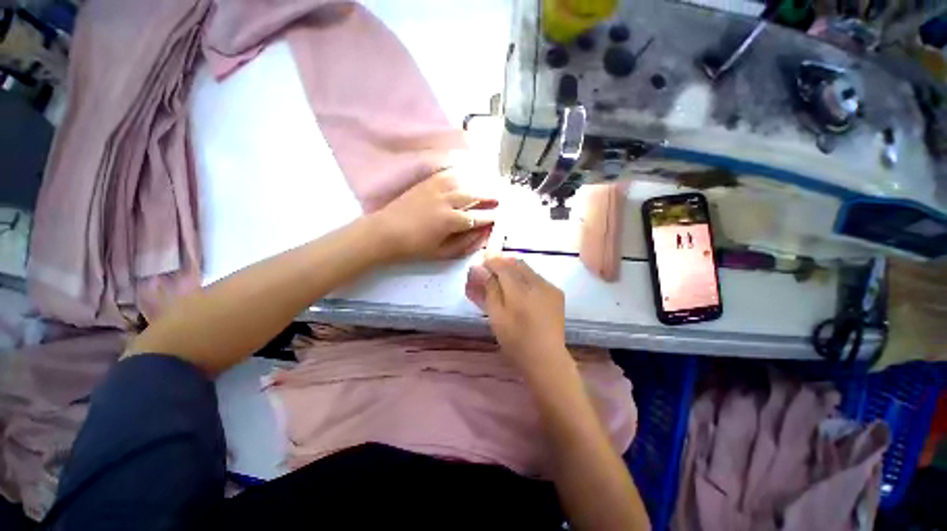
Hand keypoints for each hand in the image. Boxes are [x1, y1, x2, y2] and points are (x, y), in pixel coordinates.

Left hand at [369, 170, 497, 262]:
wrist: (385, 233)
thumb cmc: (414, 247)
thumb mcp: (442, 253)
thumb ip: (465, 244)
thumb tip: (482, 234)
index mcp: (450, 221)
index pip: (478, 217)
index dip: (491, 216)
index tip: (500, 215)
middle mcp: (446, 201)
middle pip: (474, 195)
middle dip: (489, 197)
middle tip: (500, 198)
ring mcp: (435, 189)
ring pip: (463, 183)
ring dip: (478, 184)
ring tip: (488, 186)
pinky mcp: (426, 182)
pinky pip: (448, 174)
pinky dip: (460, 175)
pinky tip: (467, 176)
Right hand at [465, 256, 567, 369]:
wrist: (547, 358)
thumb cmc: (516, 341)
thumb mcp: (496, 316)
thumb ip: (489, 289)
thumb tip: (479, 269)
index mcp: (520, 291)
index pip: (502, 265)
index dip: (490, 261)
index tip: (481, 265)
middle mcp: (537, 283)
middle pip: (516, 263)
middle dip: (502, 264)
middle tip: (490, 274)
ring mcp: (549, 287)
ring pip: (527, 269)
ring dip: (513, 270)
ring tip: (503, 282)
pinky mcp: (556, 293)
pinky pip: (537, 277)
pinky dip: (525, 278)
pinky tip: (520, 291)